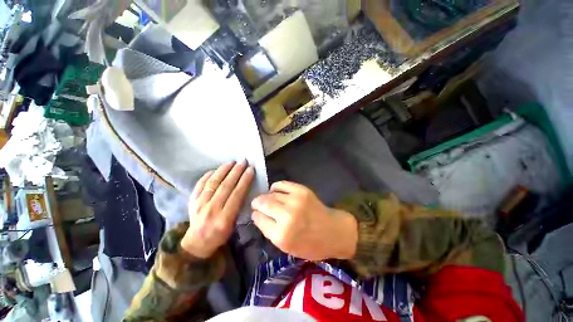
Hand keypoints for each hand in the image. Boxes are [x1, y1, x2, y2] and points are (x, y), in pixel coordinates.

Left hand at [181, 160, 254, 257]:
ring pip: (213, 183)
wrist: (196, 243)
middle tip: (243, 162)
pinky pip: (200, 185)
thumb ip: (238, 207)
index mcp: (224, 218)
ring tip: (231, 162)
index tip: (251, 170)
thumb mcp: (233, 225)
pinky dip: (207, 175)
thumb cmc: (219, 235)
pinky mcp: (191, 201)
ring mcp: (199, 204)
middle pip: (225, 186)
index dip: (245, 180)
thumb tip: (243, 187)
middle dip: (236, 172)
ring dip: (223, 170)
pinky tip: (215, 169)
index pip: (237, 194)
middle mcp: (211, 209)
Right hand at [251, 181, 357, 260]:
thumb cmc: (310, 244)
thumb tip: (258, 215)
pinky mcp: (301, 190)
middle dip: (256, 203)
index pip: (259, 219)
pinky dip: (275, 187)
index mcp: (281, 235)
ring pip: (271, 194)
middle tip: (257, 204)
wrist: (333, 231)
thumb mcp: (286, 247)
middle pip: (262, 203)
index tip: (256, 213)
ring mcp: (295, 200)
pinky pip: (281, 184)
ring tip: (268, 199)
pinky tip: (276, 191)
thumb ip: (270, 231)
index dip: (255, 215)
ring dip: (266, 196)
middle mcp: (286, 216)